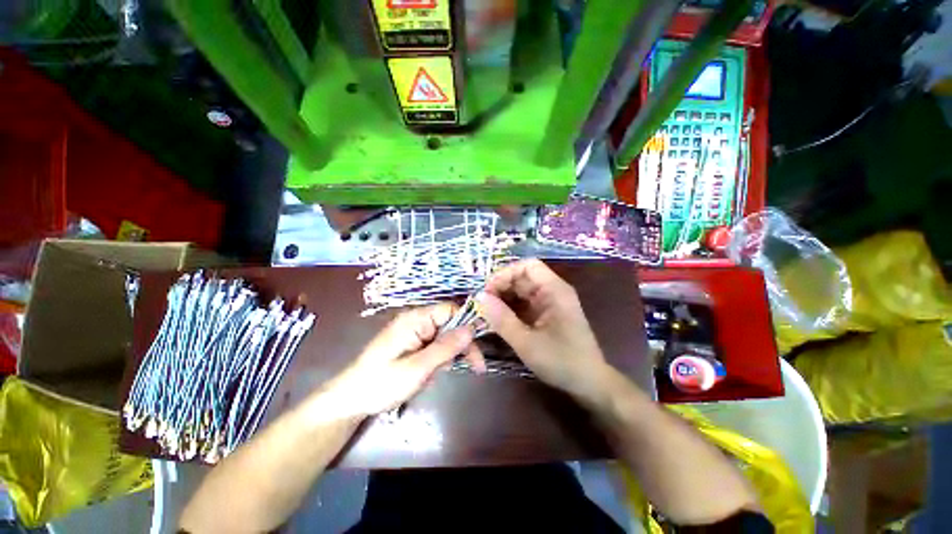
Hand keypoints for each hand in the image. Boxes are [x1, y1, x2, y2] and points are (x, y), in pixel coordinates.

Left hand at [315, 304, 480, 419]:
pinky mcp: (412, 342)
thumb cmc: (382, 383)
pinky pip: (435, 344)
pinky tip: (433, 372)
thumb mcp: (418, 367)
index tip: (478, 346)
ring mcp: (414, 331)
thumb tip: (472, 328)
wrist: (351, 399)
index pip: (450, 310)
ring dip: (450, 354)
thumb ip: (446, 347)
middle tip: (476, 368)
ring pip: (445, 336)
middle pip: (450, 323)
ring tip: (440, 373)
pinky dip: (439, 358)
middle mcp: (416, 320)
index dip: (467, 324)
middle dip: (461, 344)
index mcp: (416, 319)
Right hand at [477, 259, 609, 400]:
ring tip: (487, 312)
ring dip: (504, 298)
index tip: (488, 290)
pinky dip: (510, 308)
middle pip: (523, 277)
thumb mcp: (527, 342)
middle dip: (501, 287)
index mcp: (554, 290)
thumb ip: (502, 319)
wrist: (589, 383)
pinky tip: (499, 319)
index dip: (505, 273)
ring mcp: (550, 303)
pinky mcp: (546, 314)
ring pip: (521, 291)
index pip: (528, 266)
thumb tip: (481, 297)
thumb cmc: (561, 361)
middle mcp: (553, 291)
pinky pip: (524, 304)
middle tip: (483, 304)